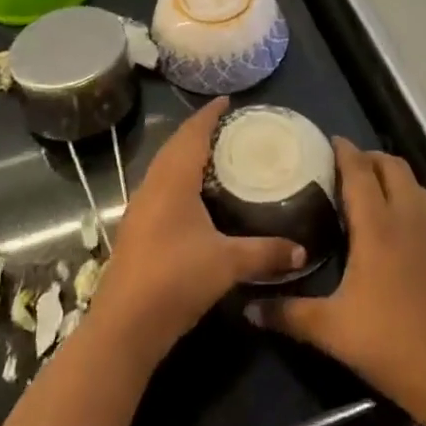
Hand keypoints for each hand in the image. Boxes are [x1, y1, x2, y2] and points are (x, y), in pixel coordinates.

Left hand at [88, 98, 308, 367]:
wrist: (124, 324)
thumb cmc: (176, 280)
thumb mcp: (227, 264)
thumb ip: (265, 252)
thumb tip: (301, 250)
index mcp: (173, 179)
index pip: (192, 133)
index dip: (209, 114)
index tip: (227, 100)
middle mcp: (153, 184)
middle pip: (176, 145)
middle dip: (199, 131)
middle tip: (228, 126)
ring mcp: (141, 206)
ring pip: (165, 165)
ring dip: (186, 153)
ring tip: (215, 154)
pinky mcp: (137, 227)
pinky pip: (160, 185)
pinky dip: (178, 176)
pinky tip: (194, 194)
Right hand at [249, 142, 425, 412]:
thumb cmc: (390, 344)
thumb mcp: (332, 330)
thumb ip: (288, 313)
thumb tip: (248, 307)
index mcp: (378, 226)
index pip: (360, 171)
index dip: (344, 151)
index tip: (327, 141)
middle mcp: (409, 217)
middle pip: (391, 165)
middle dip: (368, 158)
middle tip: (344, 169)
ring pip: (413, 183)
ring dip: (391, 176)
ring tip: (369, 192)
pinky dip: (409, 199)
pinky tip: (396, 226)